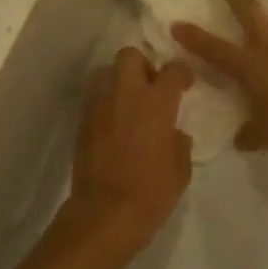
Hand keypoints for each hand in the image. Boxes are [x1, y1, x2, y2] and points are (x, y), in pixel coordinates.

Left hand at [62, 46, 193, 256]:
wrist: (105, 213)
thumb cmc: (151, 191)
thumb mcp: (180, 169)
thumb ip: (179, 142)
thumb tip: (175, 132)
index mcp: (156, 102)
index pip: (172, 69)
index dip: (181, 73)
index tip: (184, 84)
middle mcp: (126, 93)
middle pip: (130, 55)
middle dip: (142, 64)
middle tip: (151, 86)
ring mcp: (100, 104)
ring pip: (106, 71)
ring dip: (119, 80)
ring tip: (128, 102)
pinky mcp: (83, 120)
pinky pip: (95, 96)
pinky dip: (105, 101)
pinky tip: (114, 121)